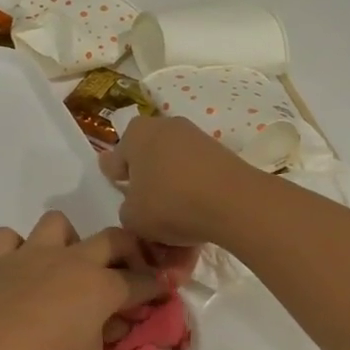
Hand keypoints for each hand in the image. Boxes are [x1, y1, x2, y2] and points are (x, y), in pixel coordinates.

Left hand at [0, 211, 163, 349]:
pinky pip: (10, 238)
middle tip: (129, 271)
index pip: (141, 282)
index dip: (157, 287)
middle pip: (112, 239)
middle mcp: (71, 261)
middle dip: (130, 250)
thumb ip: (102, 344)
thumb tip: (107, 325)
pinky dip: (18, 249)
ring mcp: (32, 255)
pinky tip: (21, 271)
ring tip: (67, 266)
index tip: (164, 292)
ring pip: (58, 223)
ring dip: (69, 239)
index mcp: (101, 287)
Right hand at [99, 115, 258, 247]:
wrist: (233, 202)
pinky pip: (197, 175)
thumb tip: (135, 204)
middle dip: (145, 182)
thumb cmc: (170, 203)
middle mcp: (164, 126)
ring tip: (174, 222)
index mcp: (135, 134)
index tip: (120, 191)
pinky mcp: (220, 152)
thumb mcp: (133, 217)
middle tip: (146, 209)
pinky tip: (196, 218)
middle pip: (147, 159)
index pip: (116, 158)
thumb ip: (126, 209)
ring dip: (171, 190)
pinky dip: (194, 193)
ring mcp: (195, 137)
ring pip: (173, 168)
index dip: (115, 178)